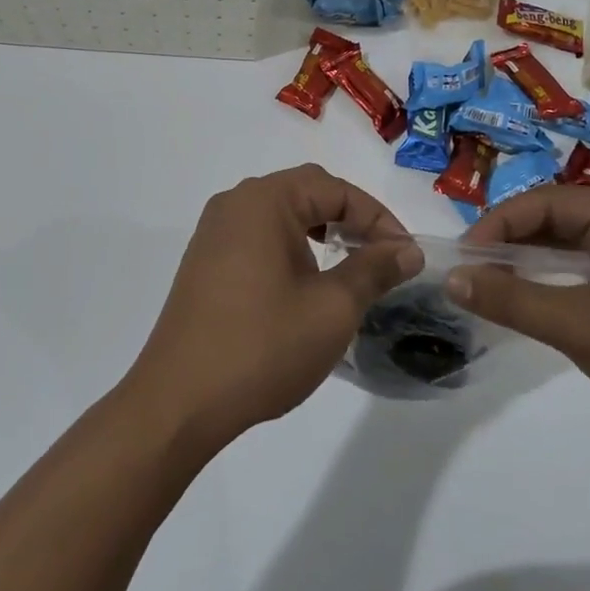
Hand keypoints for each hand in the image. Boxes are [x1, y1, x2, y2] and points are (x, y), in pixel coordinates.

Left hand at [124, 165, 419, 451]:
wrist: (180, 401)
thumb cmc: (263, 346)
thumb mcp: (332, 308)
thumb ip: (374, 270)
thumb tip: (408, 250)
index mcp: (264, 200)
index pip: (335, 189)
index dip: (378, 218)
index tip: (407, 256)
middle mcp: (235, 203)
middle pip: (306, 192)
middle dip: (351, 219)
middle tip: (383, 256)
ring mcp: (214, 232)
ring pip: (282, 214)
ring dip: (321, 232)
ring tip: (351, 267)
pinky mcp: (205, 261)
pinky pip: (258, 236)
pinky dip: (292, 247)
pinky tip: (307, 283)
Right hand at [452, 187, 589, 465]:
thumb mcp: (578, 326)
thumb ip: (512, 298)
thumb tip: (452, 278)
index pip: (543, 203)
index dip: (497, 224)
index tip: (463, 256)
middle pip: (554, 218)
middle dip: (510, 239)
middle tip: (471, 267)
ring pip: (567, 244)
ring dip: (528, 258)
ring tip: (489, 279)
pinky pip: (583, 268)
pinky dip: (551, 277)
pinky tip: (528, 296)